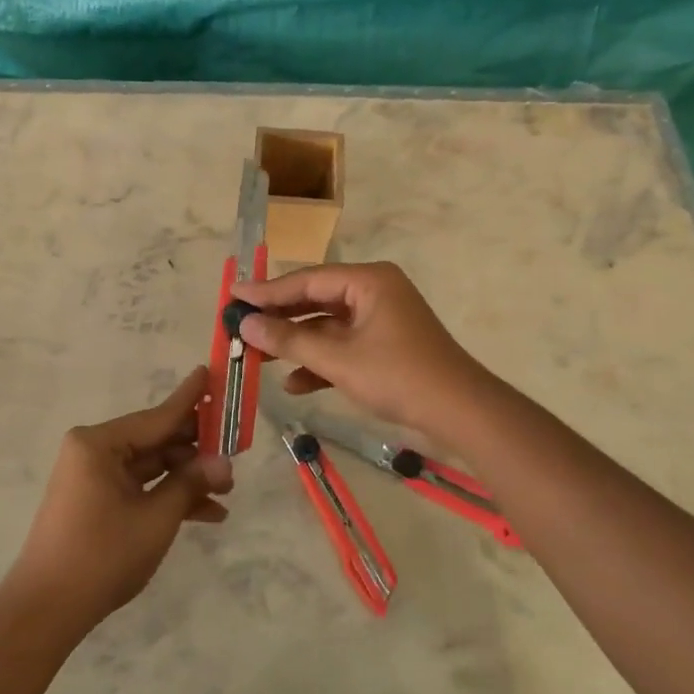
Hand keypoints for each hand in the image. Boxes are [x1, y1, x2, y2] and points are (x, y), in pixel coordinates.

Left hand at [7, 368, 233, 630]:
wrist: (47, 610)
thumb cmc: (102, 555)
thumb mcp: (156, 518)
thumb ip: (190, 483)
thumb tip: (224, 462)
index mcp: (99, 443)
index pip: (157, 416)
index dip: (190, 399)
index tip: (210, 371)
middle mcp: (94, 451)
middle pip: (155, 440)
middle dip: (196, 450)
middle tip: (235, 449)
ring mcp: (93, 477)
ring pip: (151, 466)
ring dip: (186, 478)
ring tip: (226, 492)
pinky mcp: (96, 500)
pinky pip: (139, 487)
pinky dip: (167, 497)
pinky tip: (206, 514)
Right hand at [232, 262, 492, 434]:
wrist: (460, 413)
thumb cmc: (398, 376)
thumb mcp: (338, 359)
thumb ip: (289, 340)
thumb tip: (245, 323)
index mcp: (368, 281)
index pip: (307, 280)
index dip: (267, 290)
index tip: (233, 295)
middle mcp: (374, 291)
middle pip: (315, 300)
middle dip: (279, 318)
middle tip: (240, 325)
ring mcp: (381, 319)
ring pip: (327, 326)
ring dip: (297, 343)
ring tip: (258, 356)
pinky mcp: (384, 345)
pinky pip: (343, 346)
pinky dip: (320, 362)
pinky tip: (294, 384)